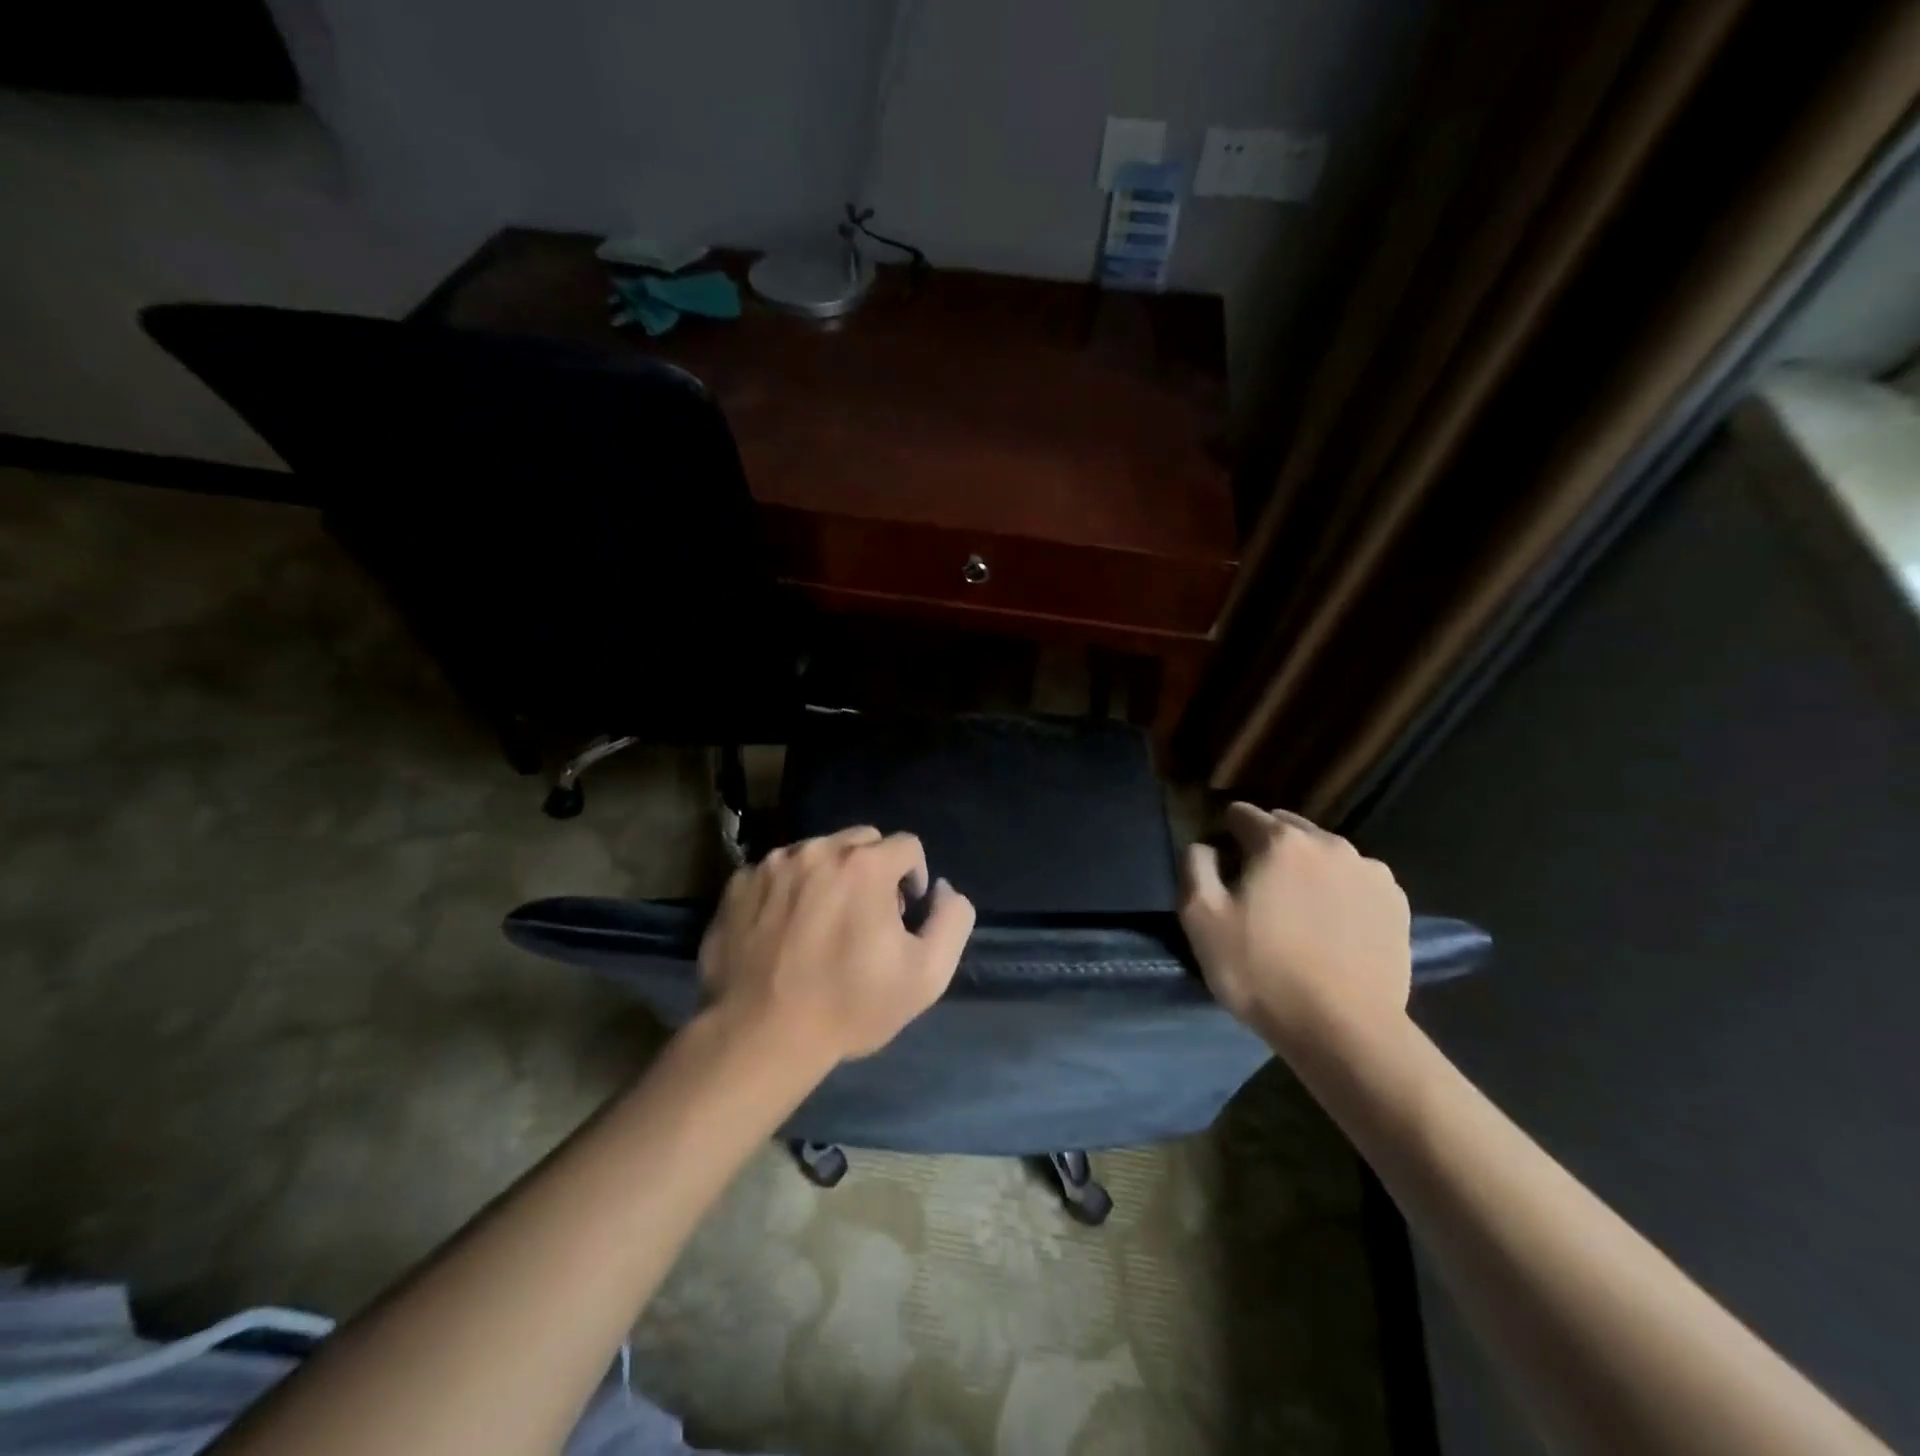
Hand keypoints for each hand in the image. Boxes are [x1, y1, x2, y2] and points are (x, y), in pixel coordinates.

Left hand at [699, 826, 976, 1063]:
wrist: (760, 1037)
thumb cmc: (849, 1006)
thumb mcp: (927, 975)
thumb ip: (952, 919)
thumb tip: (942, 888)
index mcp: (864, 864)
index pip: (907, 845)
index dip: (913, 878)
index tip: (902, 915)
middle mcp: (817, 850)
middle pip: (861, 841)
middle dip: (873, 869)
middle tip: (865, 917)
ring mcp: (772, 865)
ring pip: (816, 853)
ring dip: (829, 877)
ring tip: (821, 924)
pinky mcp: (738, 884)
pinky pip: (776, 873)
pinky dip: (788, 891)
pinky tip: (784, 932)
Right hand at [1180, 803, 1410, 1050]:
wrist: (1344, 1030)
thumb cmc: (1262, 971)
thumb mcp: (1200, 918)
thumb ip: (1195, 866)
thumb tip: (1206, 845)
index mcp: (1280, 841)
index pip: (1242, 814)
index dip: (1225, 834)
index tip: (1221, 867)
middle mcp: (1329, 843)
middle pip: (1286, 827)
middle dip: (1267, 847)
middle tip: (1256, 890)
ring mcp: (1370, 871)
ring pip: (1324, 852)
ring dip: (1305, 867)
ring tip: (1297, 910)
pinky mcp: (1396, 903)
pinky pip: (1356, 880)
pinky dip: (1339, 890)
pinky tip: (1332, 926)